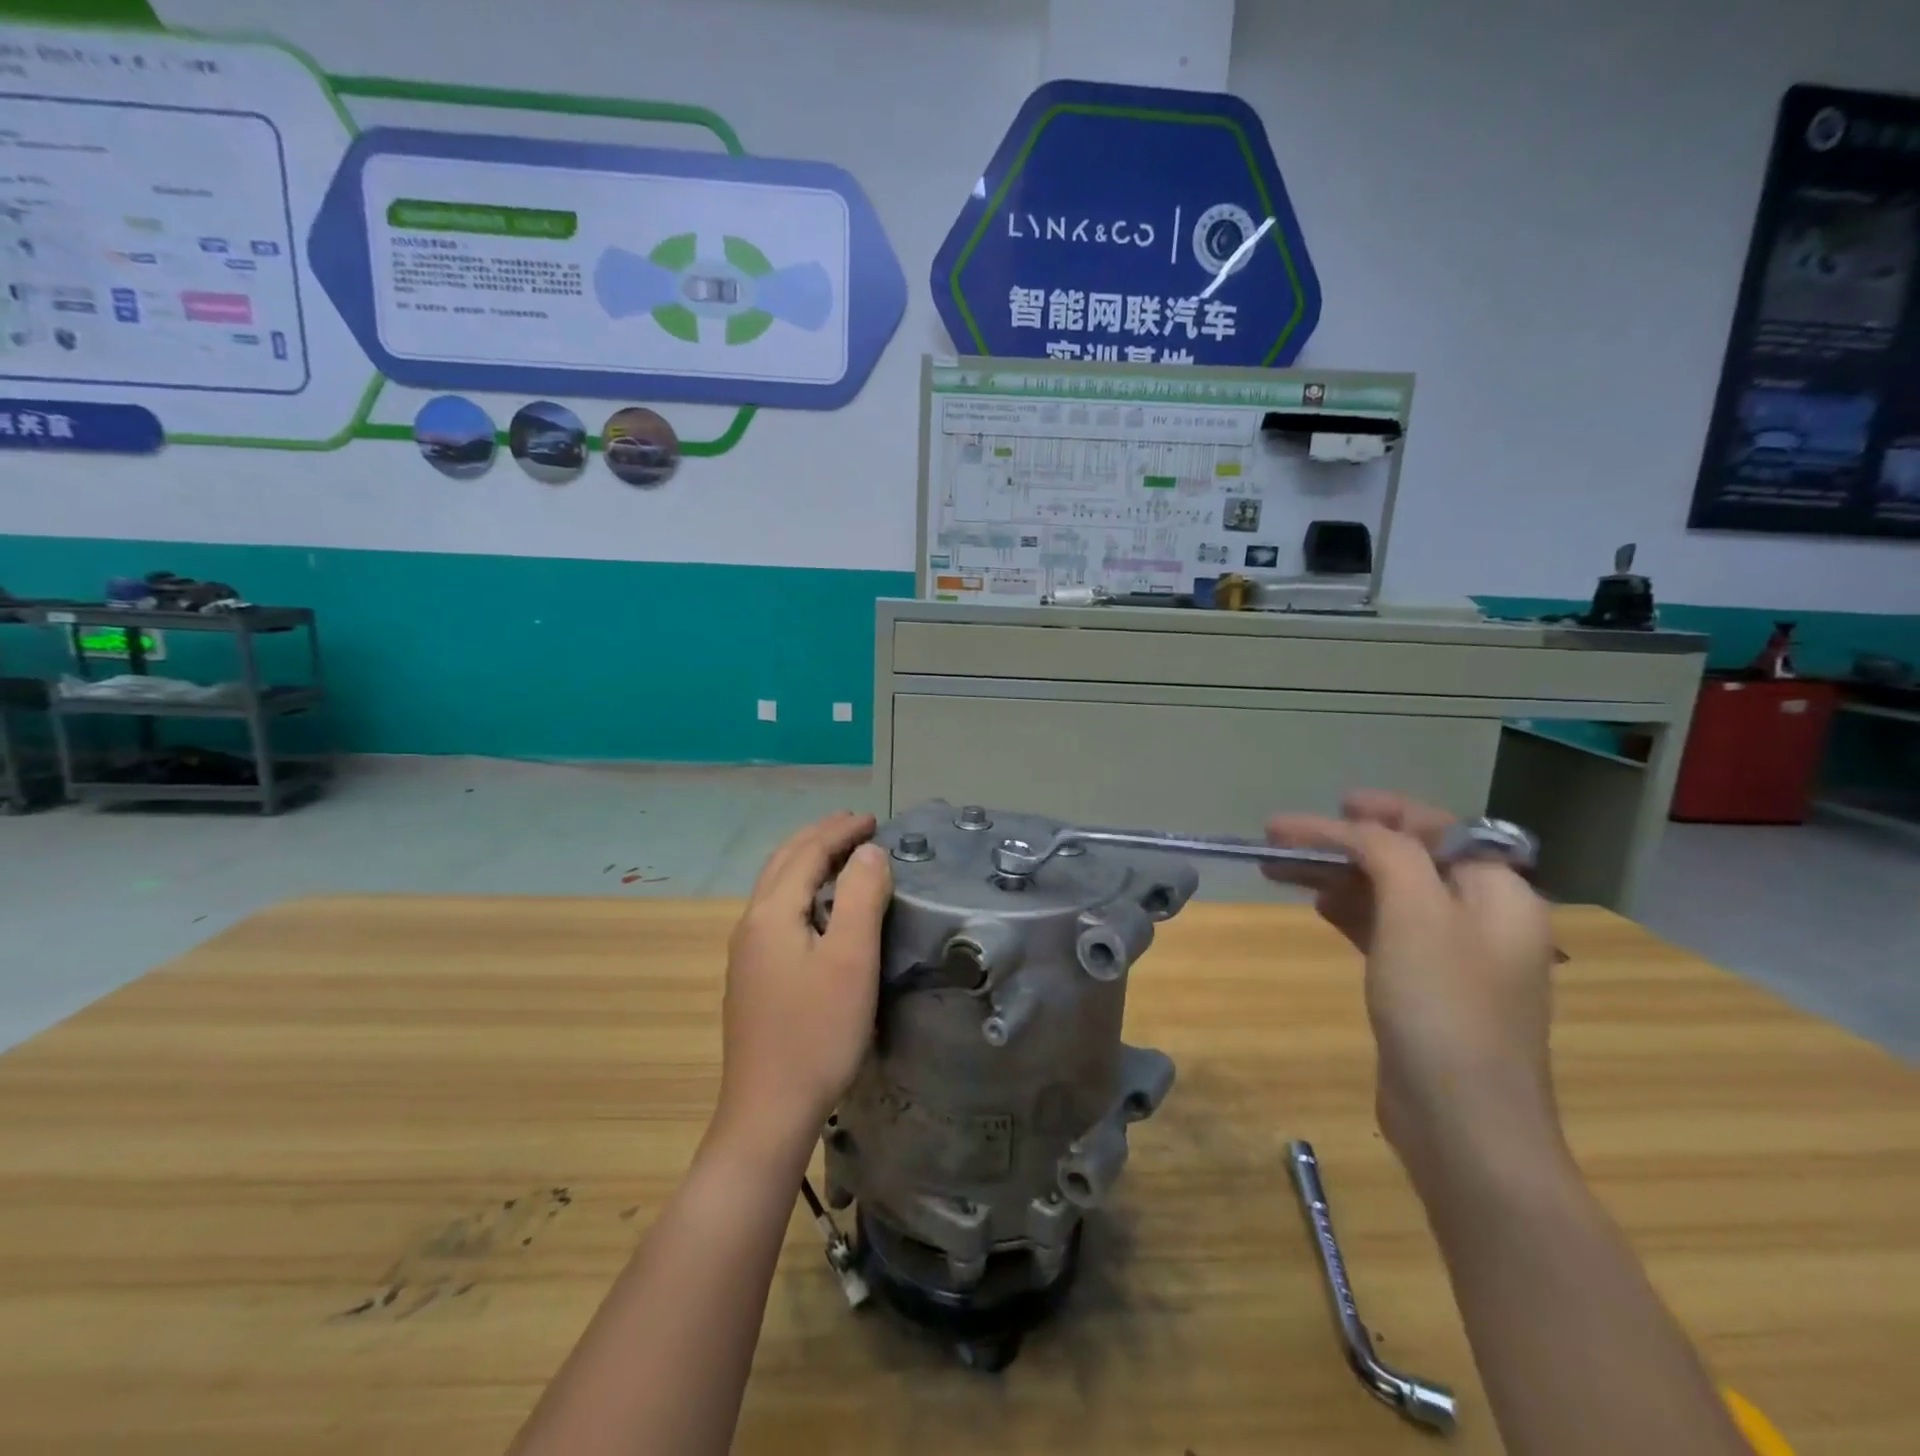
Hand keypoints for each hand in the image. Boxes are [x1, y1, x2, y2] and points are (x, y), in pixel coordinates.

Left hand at [715, 812, 891, 1151]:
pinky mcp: (752, 977)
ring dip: (808, 860)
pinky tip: (817, 906)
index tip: (874, 818)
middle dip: (820, 837)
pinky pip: (777, 910)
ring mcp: (746, 953)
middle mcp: (751, 924)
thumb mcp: (851, 960)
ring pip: (776, 886)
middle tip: (857, 825)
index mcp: (772, 913)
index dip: (840, 830)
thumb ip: (861, 896)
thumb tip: (868, 852)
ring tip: (840, 854)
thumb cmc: (817, 1033)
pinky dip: (801, 887)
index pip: (807, 852)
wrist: (768, 1112)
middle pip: (784, 862)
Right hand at [1265, 792, 1560, 1176]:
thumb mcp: (1417, 913)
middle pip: (1406, 859)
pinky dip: (1348, 910)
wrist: (1461, 1124)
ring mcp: (1451, 957)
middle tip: (1280, 836)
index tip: (1332, 803)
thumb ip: (1389, 854)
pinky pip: (1382, 929)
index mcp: (1498, 894)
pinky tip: (1316, 905)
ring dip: (1336, 874)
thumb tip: (1360, 830)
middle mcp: (1481, 918)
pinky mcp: (1423, 988)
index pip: (1438, 830)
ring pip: (1387, 894)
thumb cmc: (1444, 1008)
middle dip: (1344, 842)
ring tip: (1278, 867)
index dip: (1384, 811)